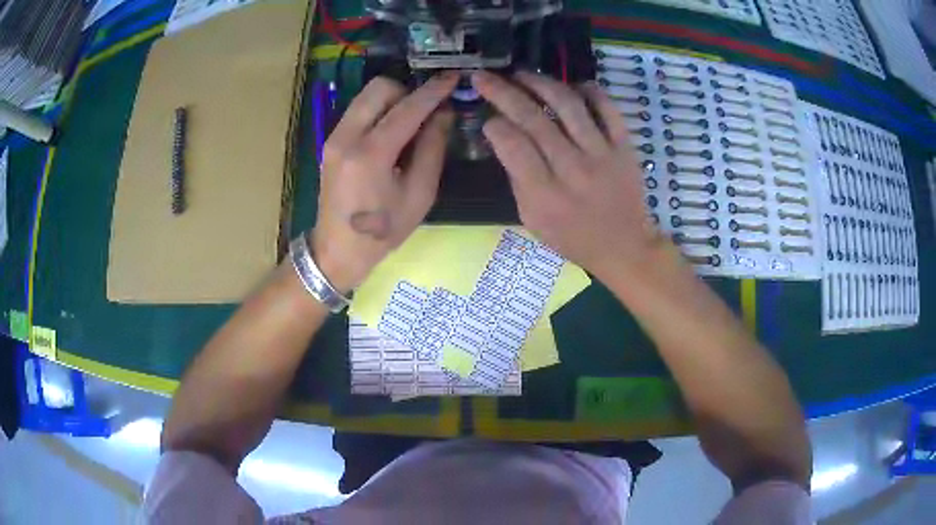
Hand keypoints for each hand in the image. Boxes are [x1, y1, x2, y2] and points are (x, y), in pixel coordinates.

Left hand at [312, 74, 457, 291]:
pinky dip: (379, 112)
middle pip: (380, 87)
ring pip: (367, 96)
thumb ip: (432, 149)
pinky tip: (391, 134)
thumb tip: (443, 113)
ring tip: (410, 123)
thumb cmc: (383, 232)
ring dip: (393, 100)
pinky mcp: (331, 142)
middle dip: (408, 91)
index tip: (453, 77)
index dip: (433, 91)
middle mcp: (347, 137)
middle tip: (425, 112)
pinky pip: (358, 110)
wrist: (337, 251)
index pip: (407, 108)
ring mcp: (334, 137)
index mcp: (371, 154)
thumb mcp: (419, 195)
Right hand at [473, 71, 671, 278]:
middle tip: (485, 77)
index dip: (494, 125)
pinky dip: (589, 90)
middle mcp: (572, 169)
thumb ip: (518, 180)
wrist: (625, 246)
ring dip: (540, 82)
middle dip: (502, 92)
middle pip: (533, 119)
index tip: (487, 118)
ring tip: (522, 73)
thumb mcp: (533, 221)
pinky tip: (573, 84)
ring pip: (568, 105)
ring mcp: (602, 154)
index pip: (512, 145)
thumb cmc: (573, 238)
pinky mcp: (624, 146)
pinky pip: (607, 108)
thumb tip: (503, 139)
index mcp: (545, 195)